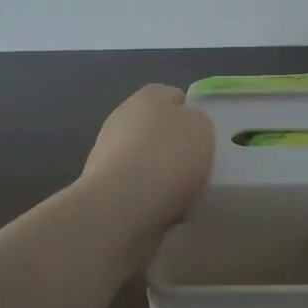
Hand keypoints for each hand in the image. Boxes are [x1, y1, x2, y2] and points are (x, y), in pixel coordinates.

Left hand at [79, 84, 214, 241]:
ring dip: (160, 173)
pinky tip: (163, 211)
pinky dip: (148, 197)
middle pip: (157, 129)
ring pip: (145, 159)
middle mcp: (123, 117)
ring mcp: (107, 152)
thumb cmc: (168, 157)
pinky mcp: (101, 185)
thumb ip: (197, 122)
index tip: (206, 139)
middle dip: (174, 147)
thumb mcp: (203, 128)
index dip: (192, 115)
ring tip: (183, 195)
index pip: (174, 97)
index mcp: (149, 96)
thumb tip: (185, 129)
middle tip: (196, 167)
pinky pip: (135, 187)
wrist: (121, 206)